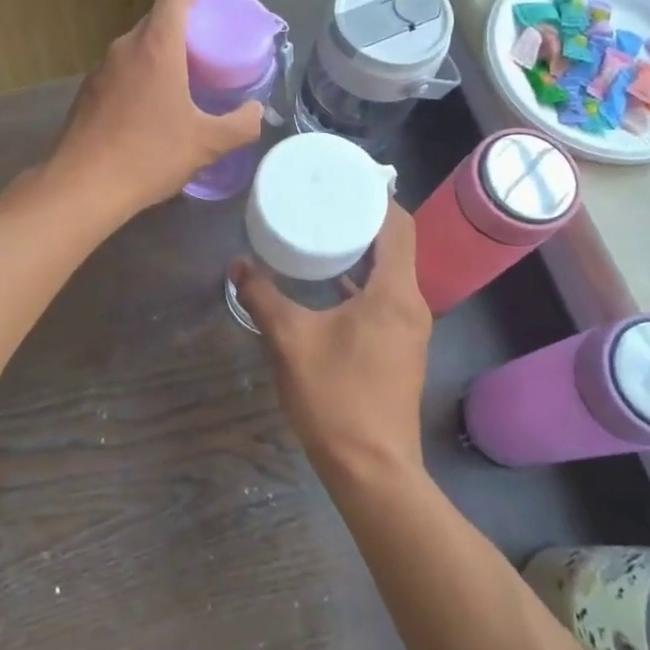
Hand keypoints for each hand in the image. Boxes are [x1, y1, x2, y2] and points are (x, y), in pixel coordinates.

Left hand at [49, 0, 265, 217]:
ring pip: (137, 46)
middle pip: (156, 18)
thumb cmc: (149, 156)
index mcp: (155, 47)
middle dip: (184, 22)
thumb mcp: (207, 144)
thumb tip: (256, 111)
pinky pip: (121, 70)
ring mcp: (101, 70)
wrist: (83, 187)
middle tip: (209, 44)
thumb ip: (241, 124)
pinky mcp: (88, 93)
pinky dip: (142, 73)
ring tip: (185, 75)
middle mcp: (124, 49)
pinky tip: (152, 106)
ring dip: (161, 50)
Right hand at [231, 207, 432, 481]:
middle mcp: (411, 304)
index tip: (344, 179)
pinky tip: (328, 285)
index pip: (398, 225)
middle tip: (324, 200)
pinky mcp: (401, 348)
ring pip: (391, 273)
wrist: (372, 470)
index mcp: (394, 293)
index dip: (376, 196)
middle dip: (363, 219)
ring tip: (322, 233)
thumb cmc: (335, 398)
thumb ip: (262, 297)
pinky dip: (361, 282)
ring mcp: (409, 328)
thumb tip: (237, 265)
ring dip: (362, 252)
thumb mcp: (289, 341)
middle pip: (396, 245)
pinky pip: (385, 297)